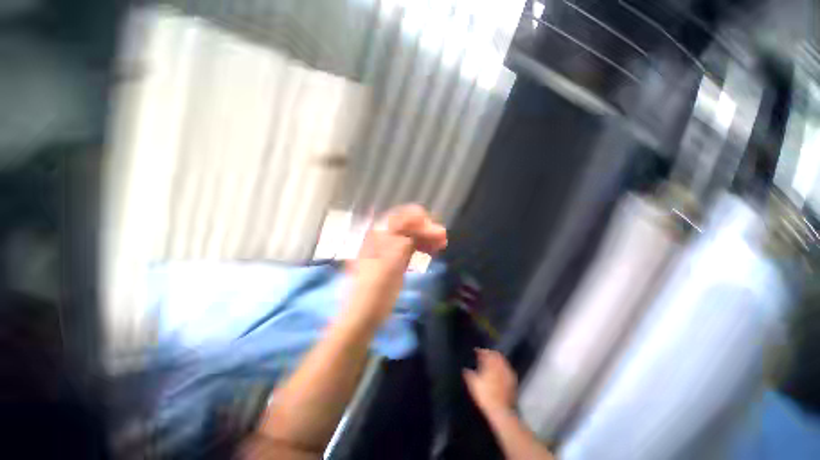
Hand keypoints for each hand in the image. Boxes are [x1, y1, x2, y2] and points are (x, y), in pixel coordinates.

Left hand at [346, 204, 446, 326]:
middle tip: (443, 239)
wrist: (364, 315)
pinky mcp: (395, 260)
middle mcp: (383, 238)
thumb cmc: (375, 289)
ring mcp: (389, 249)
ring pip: (411, 236)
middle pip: (408, 225)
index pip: (402, 217)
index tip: (436, 232)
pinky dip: (422, 247)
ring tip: (442, 245)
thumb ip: (405, 240)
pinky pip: (410, 247)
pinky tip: (432, 251)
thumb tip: (422, 223)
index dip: (420, 221)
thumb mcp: (390, 263)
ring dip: (426, 237)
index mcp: (379, 235)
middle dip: (426, 229)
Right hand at [464, 349, 517, 414]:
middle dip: (490, 353)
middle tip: (484, 355)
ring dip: (497, 359)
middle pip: (495, 354)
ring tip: (492, 362)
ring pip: (503, 361)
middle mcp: (499, 366)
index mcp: (490, 364)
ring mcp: (507, 373)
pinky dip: (503, 368)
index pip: (485, 352)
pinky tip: (500, 372)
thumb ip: (468, 374)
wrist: (500, 411)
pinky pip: (507, 369)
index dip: (479, 351)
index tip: (476, 351)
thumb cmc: (485, 396)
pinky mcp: (513, 381)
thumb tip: (465, 370)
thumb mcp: (472, 384)